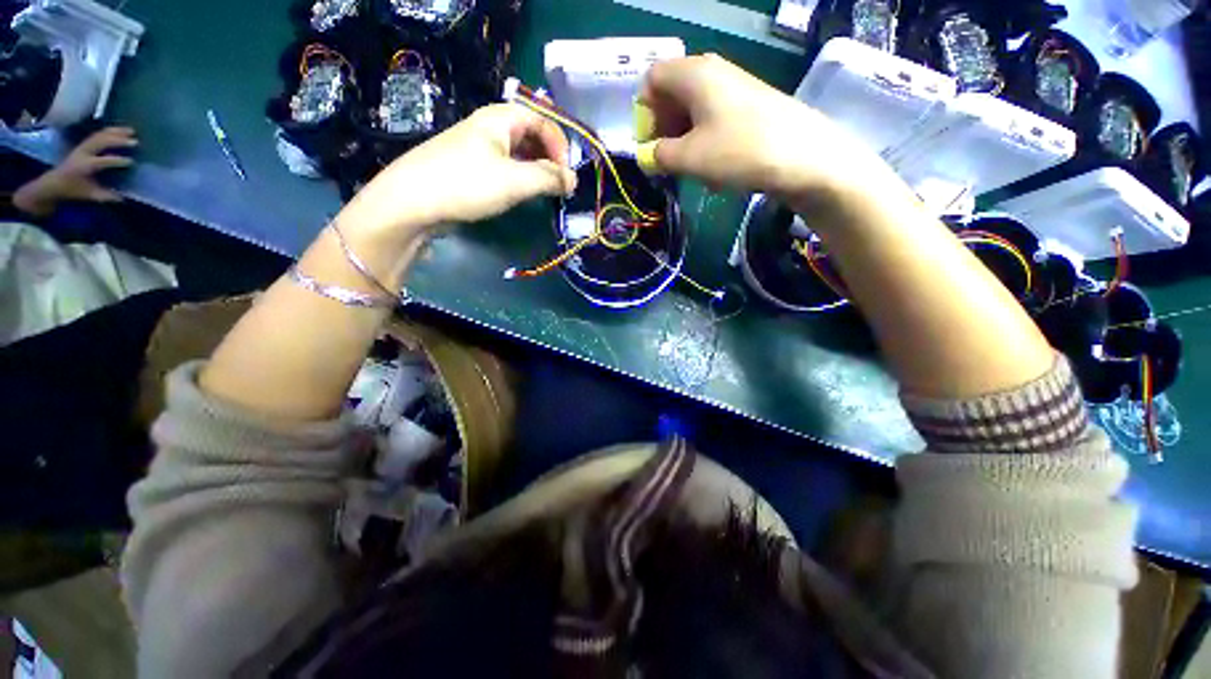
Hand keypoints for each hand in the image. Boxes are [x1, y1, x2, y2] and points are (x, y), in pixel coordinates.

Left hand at [13, 127, 136, 217]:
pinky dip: (110, 131)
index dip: (117, 161)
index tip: (132, 162)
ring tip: (131, 131)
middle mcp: (84, 153)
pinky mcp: (84, 144)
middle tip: (135, 141)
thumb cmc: (73, 189)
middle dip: (118, 140)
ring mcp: (83, 147)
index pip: (103, 161)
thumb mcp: (89, 195)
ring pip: (101, 135)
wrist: (55, 182)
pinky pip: (98, 134)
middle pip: (102, 142)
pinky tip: (119, 130)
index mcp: (85, 166)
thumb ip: (105, 196)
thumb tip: (123, 197)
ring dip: (116, 132)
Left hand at [338, 104, 576, 246]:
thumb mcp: (515, 181)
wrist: (412, 202)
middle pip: (532, 134)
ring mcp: (479, 147)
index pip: (544, 120)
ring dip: (537, 169)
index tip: (568, 176)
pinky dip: (521, 177)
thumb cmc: (467, 184)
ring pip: (519, 152)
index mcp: (501, 118)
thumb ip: (549, 178)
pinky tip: (523, 194)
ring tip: (546, 192)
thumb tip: (573, 181)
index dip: (561, 146)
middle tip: (560, 185)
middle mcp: (490, 126)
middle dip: (551, 158)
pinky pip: (506, 166)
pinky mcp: (472, 167)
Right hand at [639, 55, 885, 202]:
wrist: (803, 157)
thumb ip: (659, 155)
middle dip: (663, 128)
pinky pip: (713, 119)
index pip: (651, 80)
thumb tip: (649, 155)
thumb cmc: (738, 152)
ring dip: (683, 139)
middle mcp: (713, 72)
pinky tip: (713, 166)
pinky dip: (704, 141)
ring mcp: (734, 88)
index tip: (649, 145)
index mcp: (693, 73)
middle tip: (666, 160)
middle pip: (672, 93)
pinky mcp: (749, 106)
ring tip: (690, 168)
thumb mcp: (688, 158)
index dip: (643, 113)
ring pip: (693, 110)